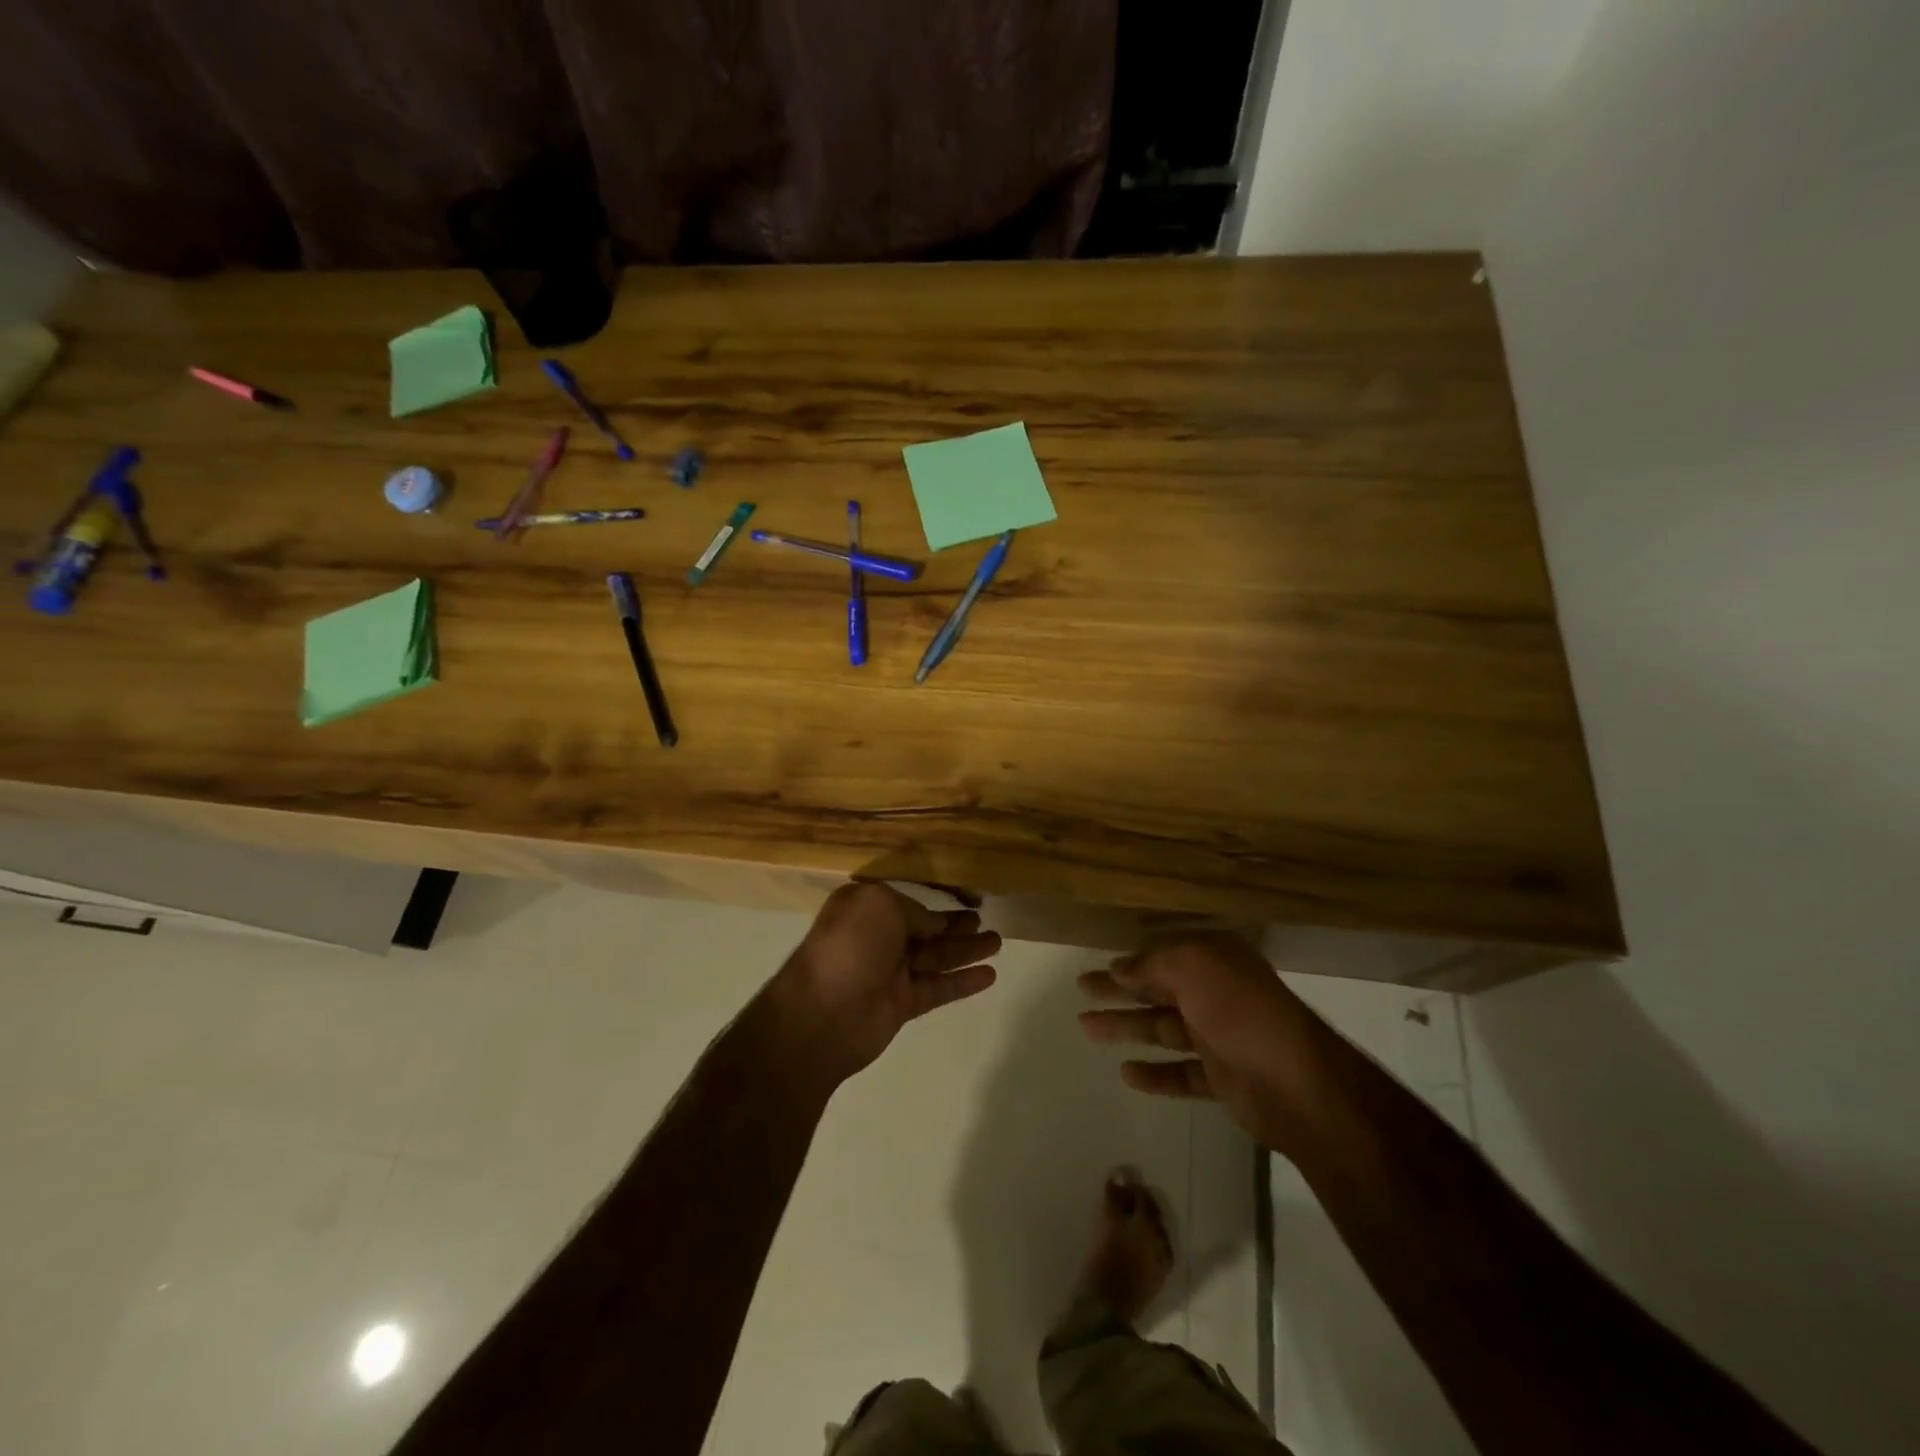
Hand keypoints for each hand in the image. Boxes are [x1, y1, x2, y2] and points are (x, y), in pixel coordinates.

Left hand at [773, 883, 1000, 1087]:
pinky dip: (963, 982)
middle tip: (984, 919)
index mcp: (866, 910)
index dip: (935, 900)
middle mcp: (878, 938)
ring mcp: (891, 973)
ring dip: (966, 950)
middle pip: (925, 930)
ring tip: (998, 941)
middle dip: (955, 925)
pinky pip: (938, 988)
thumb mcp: (880, 906)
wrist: (822, 1015)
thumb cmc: (848, 947)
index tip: (964, 896)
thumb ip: (913, 911)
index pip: (907, 901)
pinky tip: (990, 975)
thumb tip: (933, 925)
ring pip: (936, 957)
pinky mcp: (902, 1004)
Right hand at [1077, 930, 1333, 1151]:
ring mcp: (1220, 1037)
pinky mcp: (1222, 1078)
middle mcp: (1217, 994)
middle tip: (1081, 991)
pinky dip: (1155, 1073)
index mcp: (1215, 960)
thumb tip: (1120, 967)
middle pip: (1158, 990)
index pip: (1163, 956)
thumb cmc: (1242, 1013)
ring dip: (1127, 1027)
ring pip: (1163, 1028)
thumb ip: (1153, 964)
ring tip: (1086, 1028)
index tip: (1097, 968)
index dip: (1128, 962)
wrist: (1298, 1086)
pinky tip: (1126, 1073)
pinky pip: (1180, 1072)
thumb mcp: (1194, 968)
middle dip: (1119, 991)